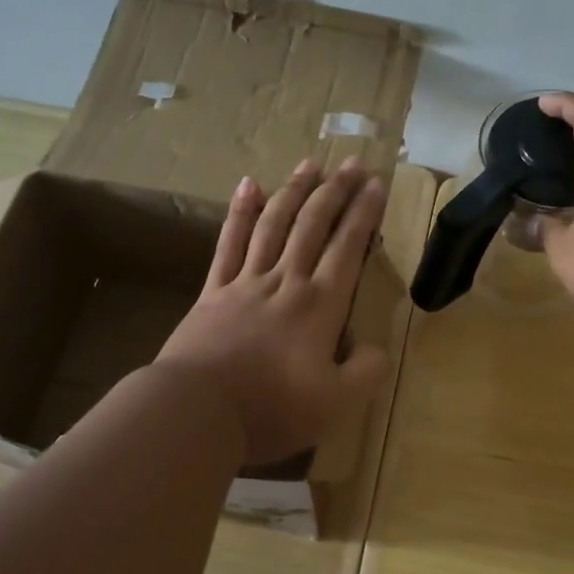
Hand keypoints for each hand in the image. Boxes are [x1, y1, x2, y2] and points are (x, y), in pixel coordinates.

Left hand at [157, 157, 391, 465]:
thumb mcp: (336, 404)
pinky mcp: (213, 292)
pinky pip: (229, 242)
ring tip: (309, 163)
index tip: (375, 183)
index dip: (364, 214)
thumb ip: (366, 373)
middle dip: (334, 191)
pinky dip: (240, 212)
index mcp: (319, 306)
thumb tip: (375, 348)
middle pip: (312, 226)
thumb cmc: (271, 409)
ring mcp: (245, 282)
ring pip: (273, 224)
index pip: (348, 248)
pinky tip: (248, 185)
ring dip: (294, 191)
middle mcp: (285, 282)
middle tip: (351, 162)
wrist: (198, 411)